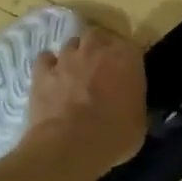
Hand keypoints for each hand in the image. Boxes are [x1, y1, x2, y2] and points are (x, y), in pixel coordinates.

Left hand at [25, 27, 146, 171]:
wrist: (71, 145)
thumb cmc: (114, 135)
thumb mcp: (139, 122)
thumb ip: (135, 103)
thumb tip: (131, 105)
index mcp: (126, 58)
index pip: (130, 46)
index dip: (126, 59)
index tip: (126, 72)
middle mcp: (96, 50)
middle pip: (97, 35)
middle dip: (98, 47)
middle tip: (100, 67)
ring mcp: (66, 59)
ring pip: (71, 44)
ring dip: (74, 55)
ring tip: (75, 73)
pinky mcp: (42, 72)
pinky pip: (45, 60)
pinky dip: (49, 66)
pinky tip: (52, 79)